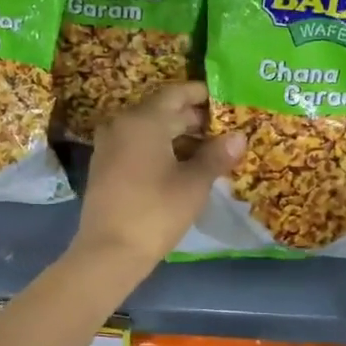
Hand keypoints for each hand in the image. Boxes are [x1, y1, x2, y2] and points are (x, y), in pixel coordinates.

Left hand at [72, 82, 244, 273]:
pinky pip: (138, 145)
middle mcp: (122, 124)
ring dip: (178, 135)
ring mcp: (110, 146)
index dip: (201, 94)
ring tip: (210, 148)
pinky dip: (161, 148)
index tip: (225, 100)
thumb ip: (217, 155)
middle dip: (193, 117)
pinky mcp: (105, 166)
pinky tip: (183, 165)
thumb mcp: (194, 184)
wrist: (109, 252)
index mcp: (143, 120)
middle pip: (163, 110)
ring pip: (150, 129)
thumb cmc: (156, 212)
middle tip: (224, 128)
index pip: (176, 93)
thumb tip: (239, 136)